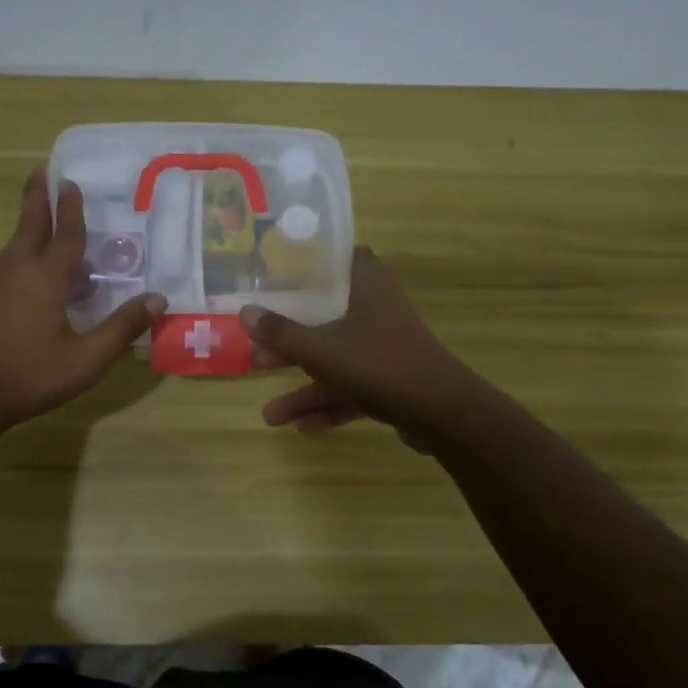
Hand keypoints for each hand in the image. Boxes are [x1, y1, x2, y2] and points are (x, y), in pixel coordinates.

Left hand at [0, 170, 164, 431]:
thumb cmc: (29, 375)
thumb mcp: (86, 359)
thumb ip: (121, 328)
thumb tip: (157, 299)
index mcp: (45, 279)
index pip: (64, 236)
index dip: (70, 210)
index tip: (70, 182)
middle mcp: (16, 272)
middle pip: (30, 227)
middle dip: (37, 199)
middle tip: (39, 171)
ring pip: (16, 247)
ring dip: (30, 228)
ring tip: (43, 221)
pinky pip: (8, 267)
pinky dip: (23, 256)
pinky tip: (32, 276)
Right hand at [242, 247, 478, 451]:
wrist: (442, 414)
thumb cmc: (378, 364)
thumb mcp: (320, 349)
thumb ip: (281, 333)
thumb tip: (244, 311)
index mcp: (366, 287)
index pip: (340, 259)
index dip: (311, 264)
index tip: (280, 273)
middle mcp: (377, 312)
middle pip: (326, 320)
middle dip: (291, 343)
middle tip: (257, 355)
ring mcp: (386, 350)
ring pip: (337, 362)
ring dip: (304, 389)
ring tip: (270, 416)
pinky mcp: (392, 383)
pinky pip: (352, 390)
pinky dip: (329, 405)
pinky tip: (300, 428)